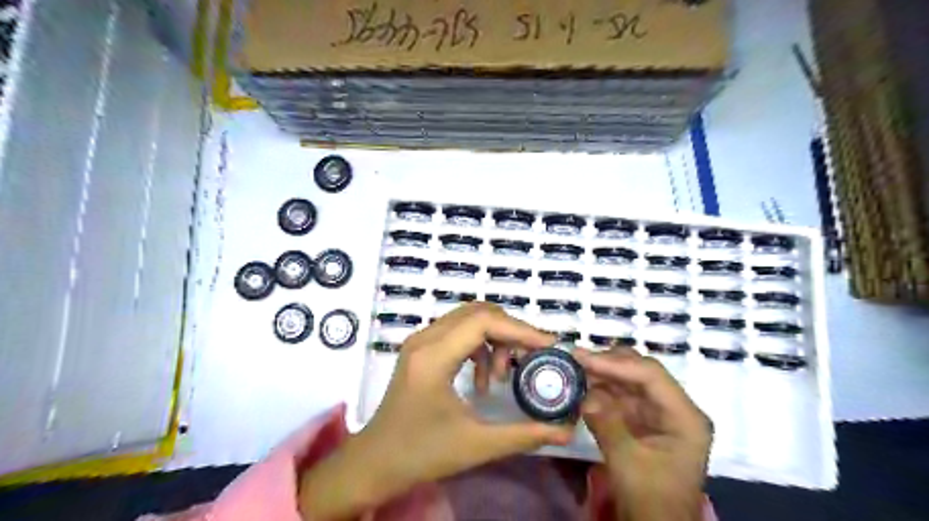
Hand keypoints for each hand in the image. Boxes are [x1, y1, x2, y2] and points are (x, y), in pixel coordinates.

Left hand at [299, 303, 573, 518]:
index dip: (520, 329)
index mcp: (433, 357)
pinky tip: (484, 380)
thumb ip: (524, 435)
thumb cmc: (421, 453)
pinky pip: (458, 332)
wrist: (375, 462)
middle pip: (478, 313)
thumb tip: (565, 430)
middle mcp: (425, 339)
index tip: (549, 345)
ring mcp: (420, 341)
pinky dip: (480, 348)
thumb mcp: (477, 446)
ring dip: (495, 340)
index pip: (483, 322)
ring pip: (469, 320)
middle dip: (511, 332)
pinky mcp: (421, 349)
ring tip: (504, 377)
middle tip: (532, 358)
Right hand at [578, 347, 712, 520]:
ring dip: (603, 374)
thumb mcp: (628, 463)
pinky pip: (621, 396)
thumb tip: (586, 397)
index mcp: (685, 417)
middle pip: (642, 373)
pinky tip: (583, 386)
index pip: (651, 376)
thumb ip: (607, 425)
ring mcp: (658, 414)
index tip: (582, 357)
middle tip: (577, 358)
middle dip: (609, 363)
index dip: (615, 363)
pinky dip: (601, 390)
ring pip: (629, 381)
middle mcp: (674, 408)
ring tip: (575, 368)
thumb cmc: (651, 499)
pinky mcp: (642, 421)